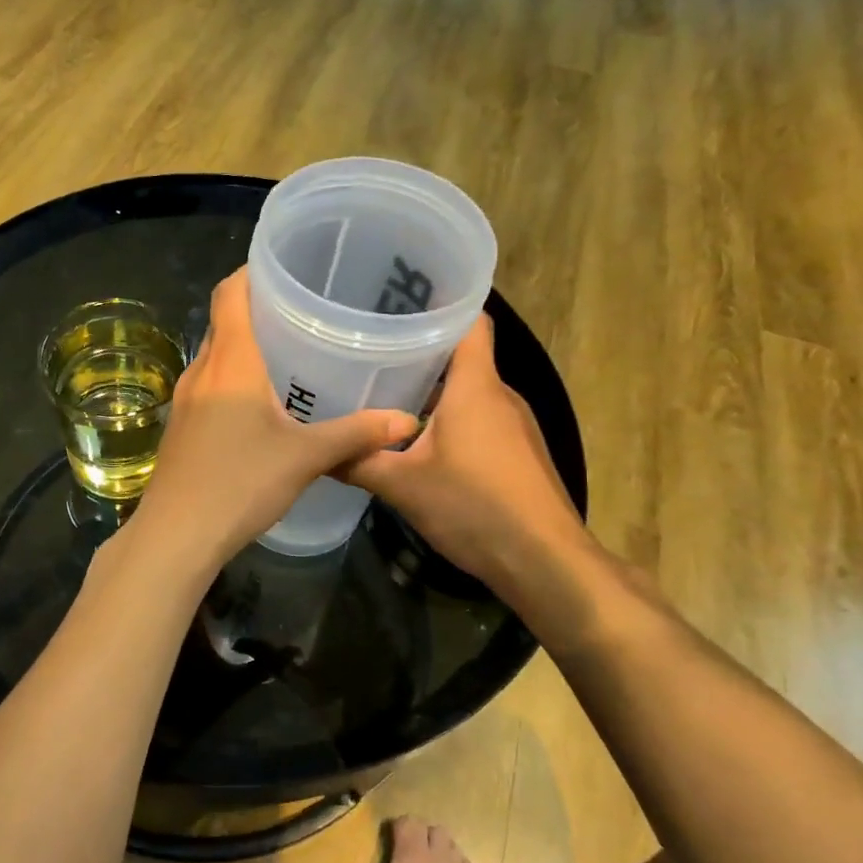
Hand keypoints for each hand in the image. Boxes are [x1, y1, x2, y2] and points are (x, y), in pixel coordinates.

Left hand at [127, 269, 417, 575]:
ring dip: (245, 347)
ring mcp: (185, 399)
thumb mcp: (305, 457)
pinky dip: (234, 377)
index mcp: (230, 360)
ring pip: (216, 355)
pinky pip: (209, 384)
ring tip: (289, 351)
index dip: (252, 270)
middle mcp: (202, 369)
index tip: (286, 265)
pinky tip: (261, 402)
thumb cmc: (240, 482)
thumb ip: (356, 435)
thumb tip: (407, 421)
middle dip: (258, 309)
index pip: (230, 292)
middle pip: (224, 321)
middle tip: (303, 309)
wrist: (177, 533)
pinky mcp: (181, 425)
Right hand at [340, 316, 592, 595]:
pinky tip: (416, 441)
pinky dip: (448, 420)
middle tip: (369, 350)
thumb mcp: (402, 485)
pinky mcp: (518, 454)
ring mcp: (514, 426)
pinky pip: (478, 420)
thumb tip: (317, 451)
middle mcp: (500, 396)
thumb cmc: (474, 507)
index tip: (398, 300)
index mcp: (476, 386)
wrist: (545, 562)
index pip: (469, 321)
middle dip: (419, 352)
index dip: (440, 303)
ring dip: (431, 391)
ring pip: (469, 392)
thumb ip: (357, 462)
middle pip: (462, 357)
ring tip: (382, 393)